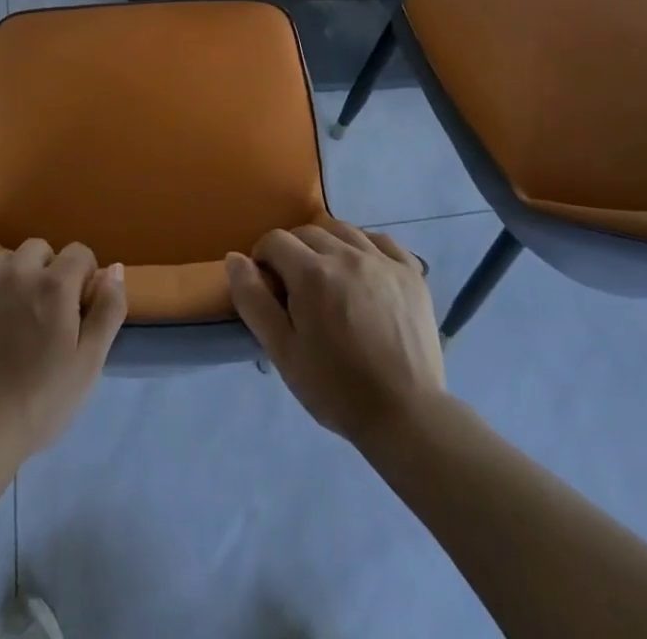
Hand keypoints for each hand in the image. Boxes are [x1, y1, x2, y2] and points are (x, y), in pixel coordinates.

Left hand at [0, 240, 125, 467]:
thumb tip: (114, 269)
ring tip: (8, 319)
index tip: (76, 310)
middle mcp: (18, 269)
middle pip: (40, 250)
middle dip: (47, 273)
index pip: (79, 253)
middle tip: (42, 316)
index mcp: (55, 284)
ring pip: (5, 260)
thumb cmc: (38, 402)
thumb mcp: (88, 364)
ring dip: (13, 278)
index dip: (83, 278)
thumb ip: (108, 310)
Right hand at [226, 222, 444, 444]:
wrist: (406, 416)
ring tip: (328, 278)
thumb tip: (234, 258)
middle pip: (308, 231)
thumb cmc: (336, 389)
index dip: (263, 259)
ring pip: (343, 230)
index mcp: (312, 273)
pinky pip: (382, 240)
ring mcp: (382, 260)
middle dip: (293, 252)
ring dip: (327, 245)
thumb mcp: (283, 352)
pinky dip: (366, 246)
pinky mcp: (411, 272)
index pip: (275, 241)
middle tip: (296, 288)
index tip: (269, 287)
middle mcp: (347, 254)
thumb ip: (254, 300)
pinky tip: (363, 269)